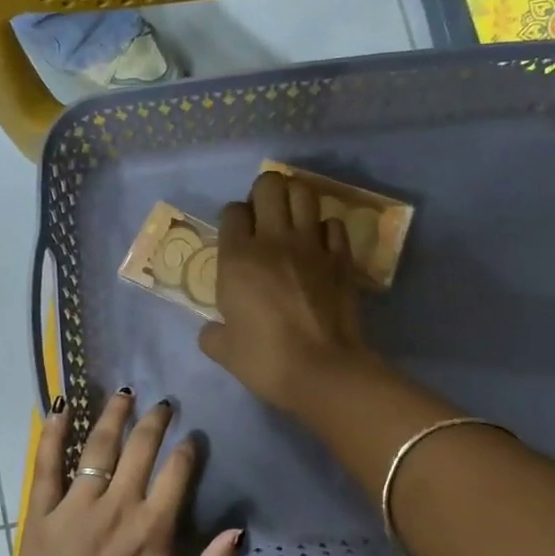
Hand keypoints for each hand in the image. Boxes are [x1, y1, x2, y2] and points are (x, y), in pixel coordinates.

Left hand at [5, 390, 241, 555]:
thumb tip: (237, 531)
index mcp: (152, 531)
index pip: (176, 473)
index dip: (188, 449)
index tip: (193, 436)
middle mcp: (116, 507)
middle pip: (139, 450)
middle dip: (155, 421)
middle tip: (163, 402)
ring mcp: (75, 507)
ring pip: (96, 447)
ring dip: (112, 416)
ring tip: (123, 393)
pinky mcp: (42, 515)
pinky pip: (46, 465)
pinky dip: (52, 434)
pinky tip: (59, 407)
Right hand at [199, 171, 374, 411]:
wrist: (321, 370)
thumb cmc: (265, 360)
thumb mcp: (223, 351)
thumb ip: (212, 334)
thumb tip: (212, 330)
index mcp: (237, 258)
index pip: (232, 210)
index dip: (233, 219)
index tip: (235, 238)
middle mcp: (273, 240)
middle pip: (269, 185)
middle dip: (264, 193)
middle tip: (264, 218)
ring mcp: (311, 245)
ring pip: (304, 192)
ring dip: (295, 200)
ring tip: (291, 221)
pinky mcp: (341, 257)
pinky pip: (333, 223)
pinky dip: (325, 229)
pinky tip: (319, 246)